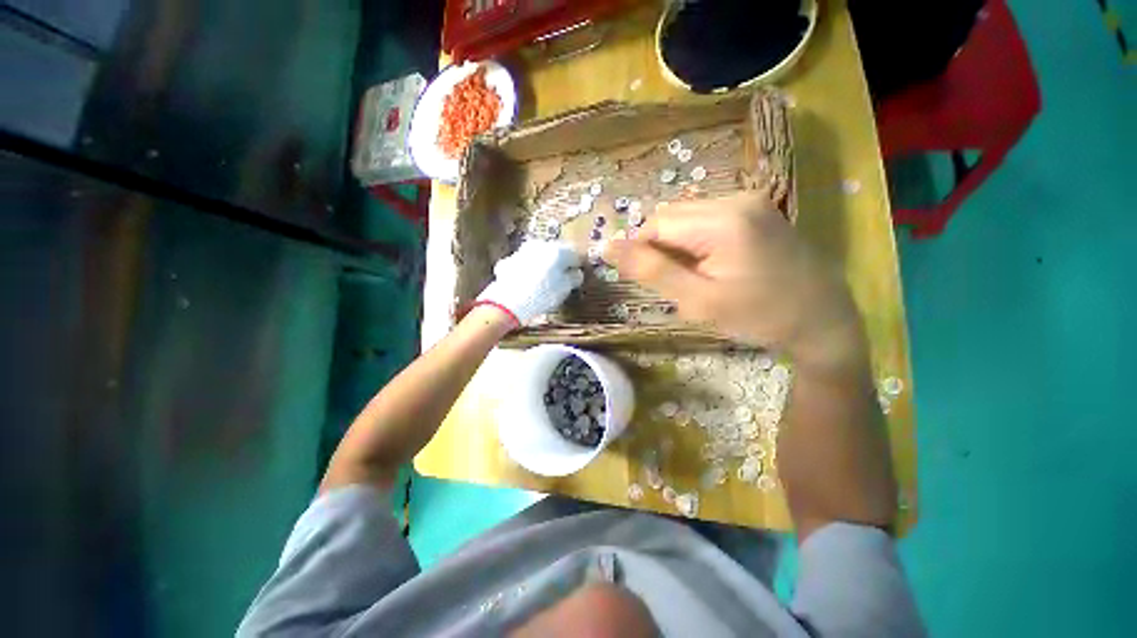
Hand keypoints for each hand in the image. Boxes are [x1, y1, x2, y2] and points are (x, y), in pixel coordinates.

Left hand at [477, 240, 584, 325]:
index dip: (576, 266)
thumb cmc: (543, 294)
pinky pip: (523, 265)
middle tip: (561, 279)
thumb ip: (574, 278)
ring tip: (543, 283)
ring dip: (542, 265)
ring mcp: (522, 252)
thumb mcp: (565, 289)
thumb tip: (576, 273)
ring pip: (538, 256)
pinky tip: (526, 284)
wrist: (509, 302)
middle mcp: (540, 245)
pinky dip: (526, 271)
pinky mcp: (508, 261)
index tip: (576, 276)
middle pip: (555, 253)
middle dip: (559, 264)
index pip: (574, 255)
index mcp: (558, 250)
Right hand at [604, 189, 864, 369]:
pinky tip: (715, 264)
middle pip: (670, 217)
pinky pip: (706, 219)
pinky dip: (697, 241)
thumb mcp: (698, 301)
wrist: (822, 320)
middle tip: (680, 283)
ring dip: (679, 246)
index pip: (655, 225)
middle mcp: (735, 198)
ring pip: (686, 217)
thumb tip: (607, 246)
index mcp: (722, 220)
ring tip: (699, 276)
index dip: (644, 253)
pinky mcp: (756, 209)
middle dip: (663, 249)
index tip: (655, 284)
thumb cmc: (758, 316)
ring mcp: (749, 201)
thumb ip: (651, 271)